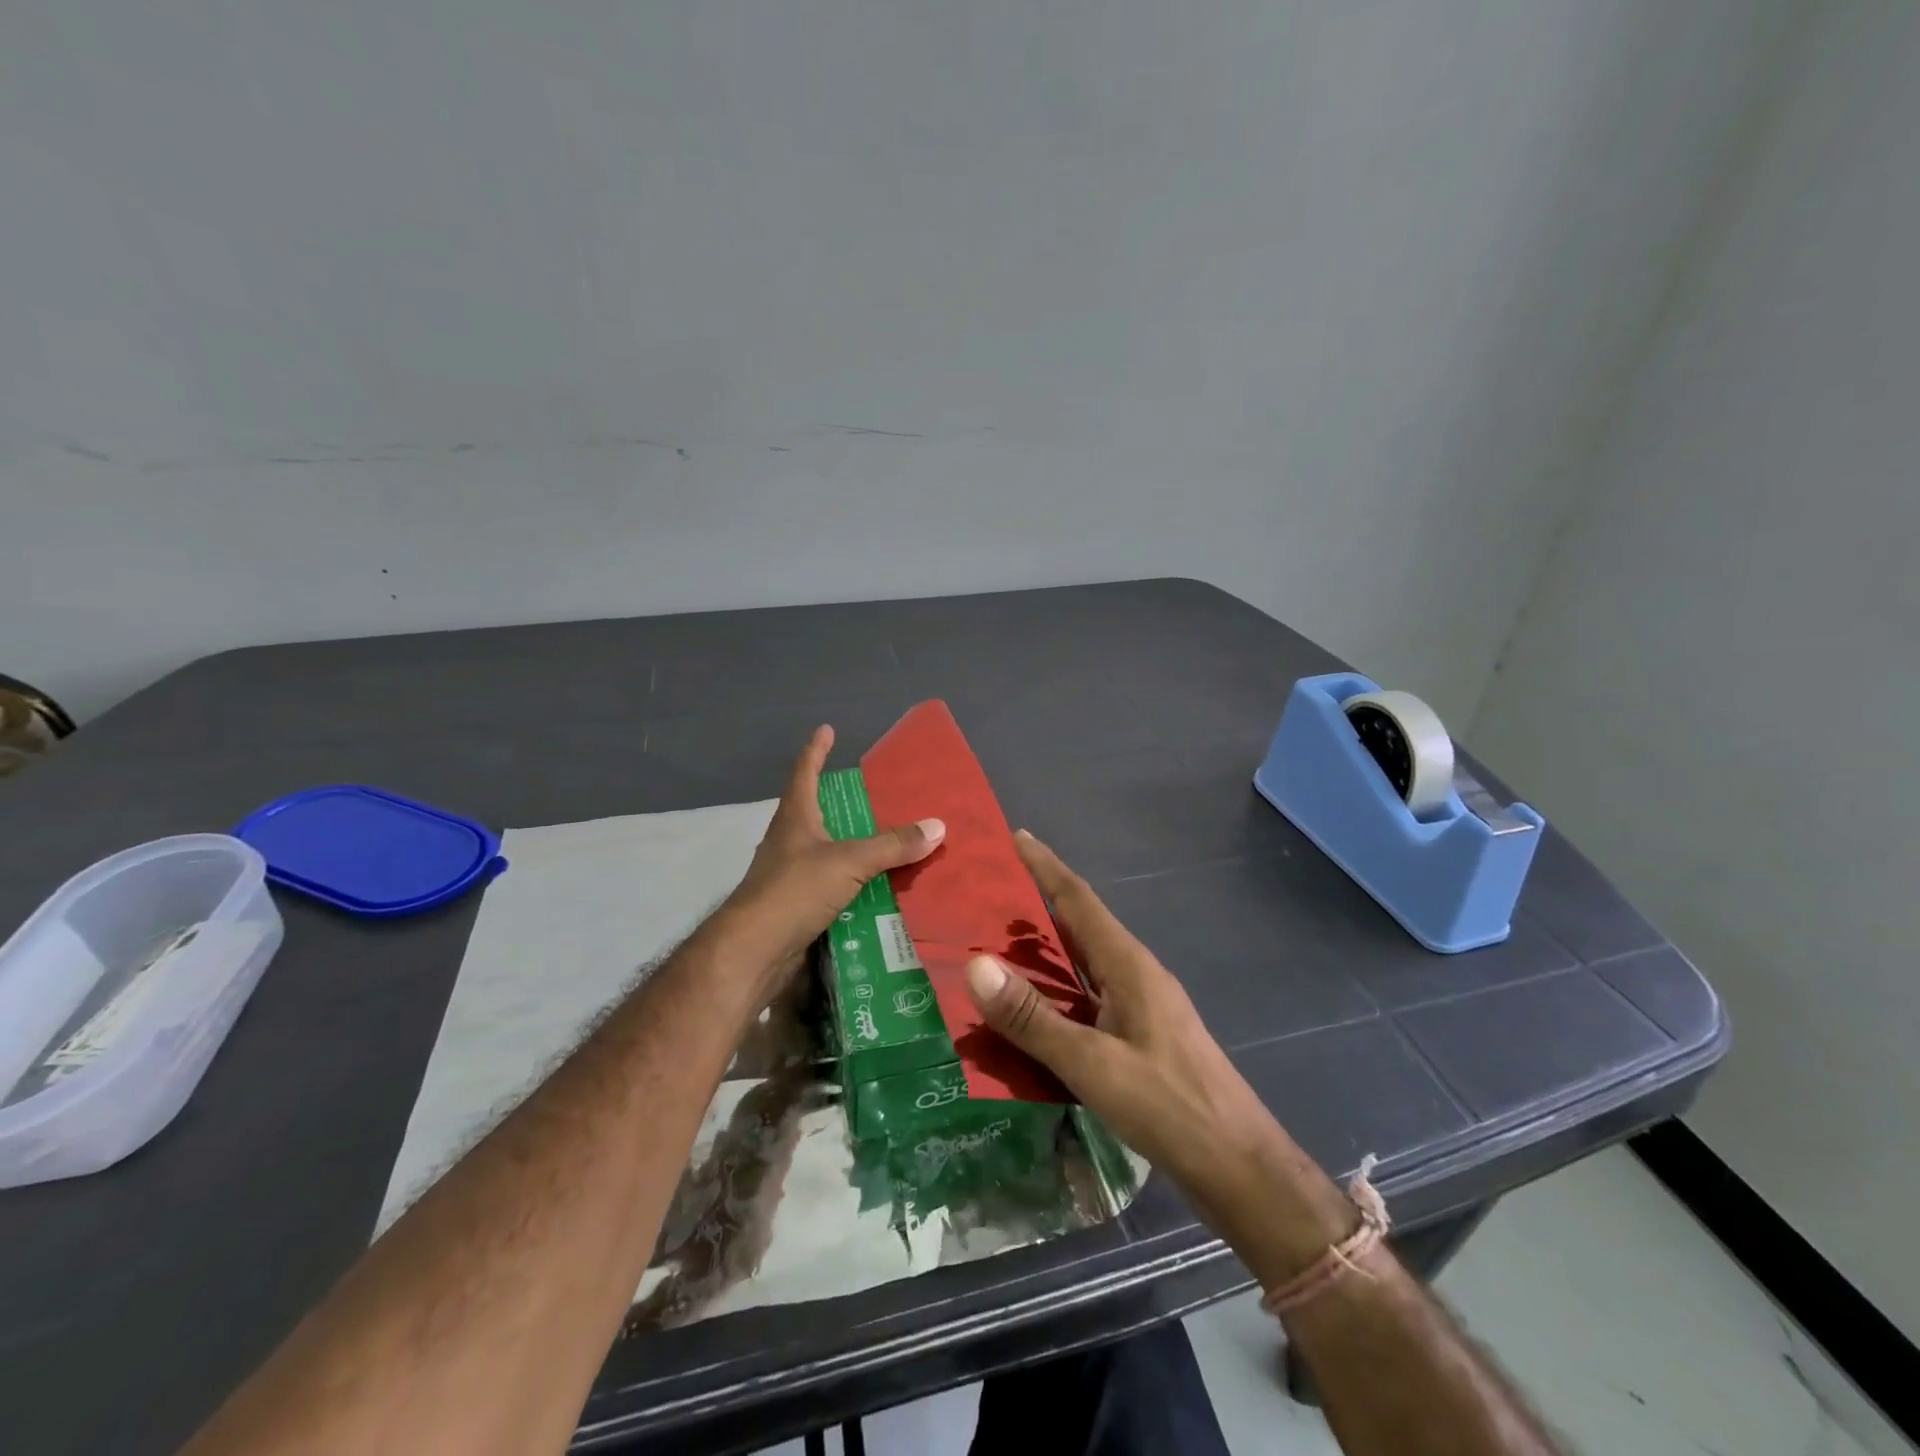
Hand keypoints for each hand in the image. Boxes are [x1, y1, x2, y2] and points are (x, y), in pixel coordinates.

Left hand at [718, 725, 943, 1004]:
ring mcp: (792, 875)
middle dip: (847, 804)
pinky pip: (835, 888)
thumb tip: (937, 826)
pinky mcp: (799, 907)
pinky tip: (883, 891)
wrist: (755, 952)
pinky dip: (857, 886)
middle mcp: (791, 841)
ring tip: (893, 845)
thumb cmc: (795, 891)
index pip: (805, 772)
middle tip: (882, 797)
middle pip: (819, 812)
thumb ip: (892, 845)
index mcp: (796, 817)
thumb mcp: (849, 861)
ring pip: (830, 853)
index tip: (827, 729)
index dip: (816, 749)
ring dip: (856, 849)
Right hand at [964, 831, 1355, 1284]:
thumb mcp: (1093, 1064)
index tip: (1015, 837)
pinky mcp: (1141, 1037)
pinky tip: (1033, 1009)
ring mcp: (1141, 1006)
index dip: (1046, 866)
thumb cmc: (1169, 1106)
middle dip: (1038, 902)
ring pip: (1084, 962)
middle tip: (988, 892)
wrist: (1239, 1167)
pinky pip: (1088, 996)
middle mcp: (1136, 974)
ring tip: (998, 943)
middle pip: (1081, 924)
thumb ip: (1033, 1018)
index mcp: (1128, 965)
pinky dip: (1056, 989)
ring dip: (1046, 948)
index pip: (1079, 900)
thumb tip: (976, 964)